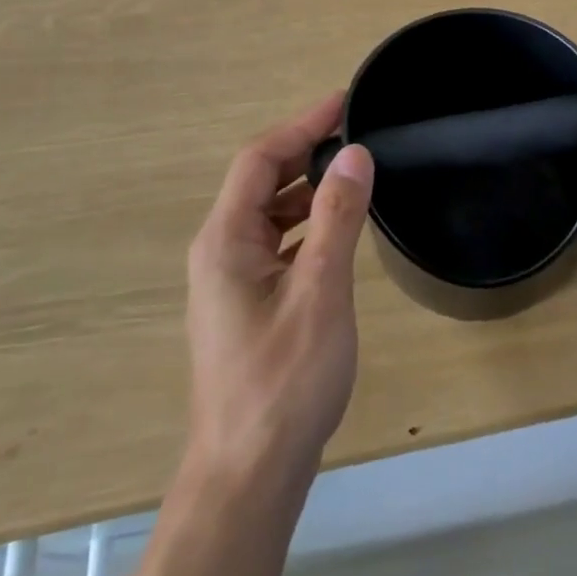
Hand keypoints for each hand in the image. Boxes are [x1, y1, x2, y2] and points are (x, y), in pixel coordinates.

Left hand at [184, 94, 373, 483]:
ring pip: (270, 215)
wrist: (250, 474)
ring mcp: (231, 282)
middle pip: (260, 183)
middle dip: (305, 152)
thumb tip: (353, 154)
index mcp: (226, 241)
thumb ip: (337, 218)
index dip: (300, 124)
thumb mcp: (320, 291)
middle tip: (357, 135)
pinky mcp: (248, 306)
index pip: (259, 160)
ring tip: (355, 176)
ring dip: (308, 189)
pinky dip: (307, 225)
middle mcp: (220, 253)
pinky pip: (277, 245)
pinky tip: (339, 232)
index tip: (344, 101)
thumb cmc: (284, 381)